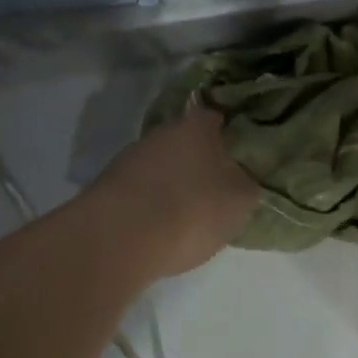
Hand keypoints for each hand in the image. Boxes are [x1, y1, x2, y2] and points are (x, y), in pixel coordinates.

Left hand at [88, 108, 258, 278]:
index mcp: (200, 126)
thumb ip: (246, 183)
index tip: (241, 155)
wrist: (121, 239)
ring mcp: (133, 156)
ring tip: (190, 211)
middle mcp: (164, 131)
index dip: (230, 136)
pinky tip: (162, 224)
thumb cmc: (194, 209)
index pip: (219, 119)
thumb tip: (242, 178)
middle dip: (201, 160)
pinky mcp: (110, 185)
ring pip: (164, 164)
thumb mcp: (241, 200)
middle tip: (218, 186)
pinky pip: (143, 187)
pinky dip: (153, 200)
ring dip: (175, 181)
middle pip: (188, 142)